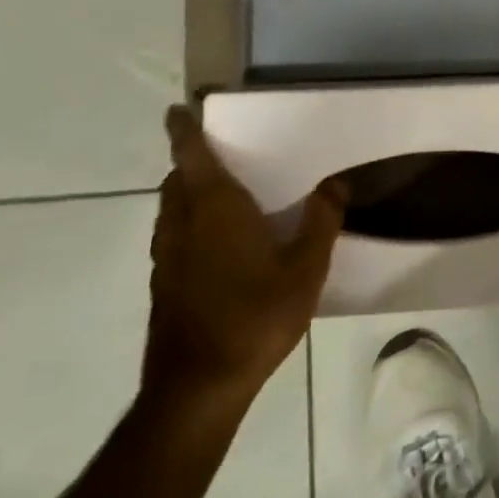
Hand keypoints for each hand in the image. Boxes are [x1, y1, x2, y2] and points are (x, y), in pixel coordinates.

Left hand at [143, 106, 344, 417]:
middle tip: (220, 154)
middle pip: (177, 182)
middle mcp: (183, 227)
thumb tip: (333, 184)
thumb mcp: (307, 267)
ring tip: (222, 194)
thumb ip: (321, 221)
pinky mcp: (165, 286)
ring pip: (171, 211)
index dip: (184, 132)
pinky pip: (174, 236)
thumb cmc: (256, 316)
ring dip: (188, 194)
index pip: (192, 159)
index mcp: (215, 212)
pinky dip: (189, 223)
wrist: (198, 386)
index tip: (178, 111)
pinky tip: (220, 244)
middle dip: (191, 163)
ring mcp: (168, 259)